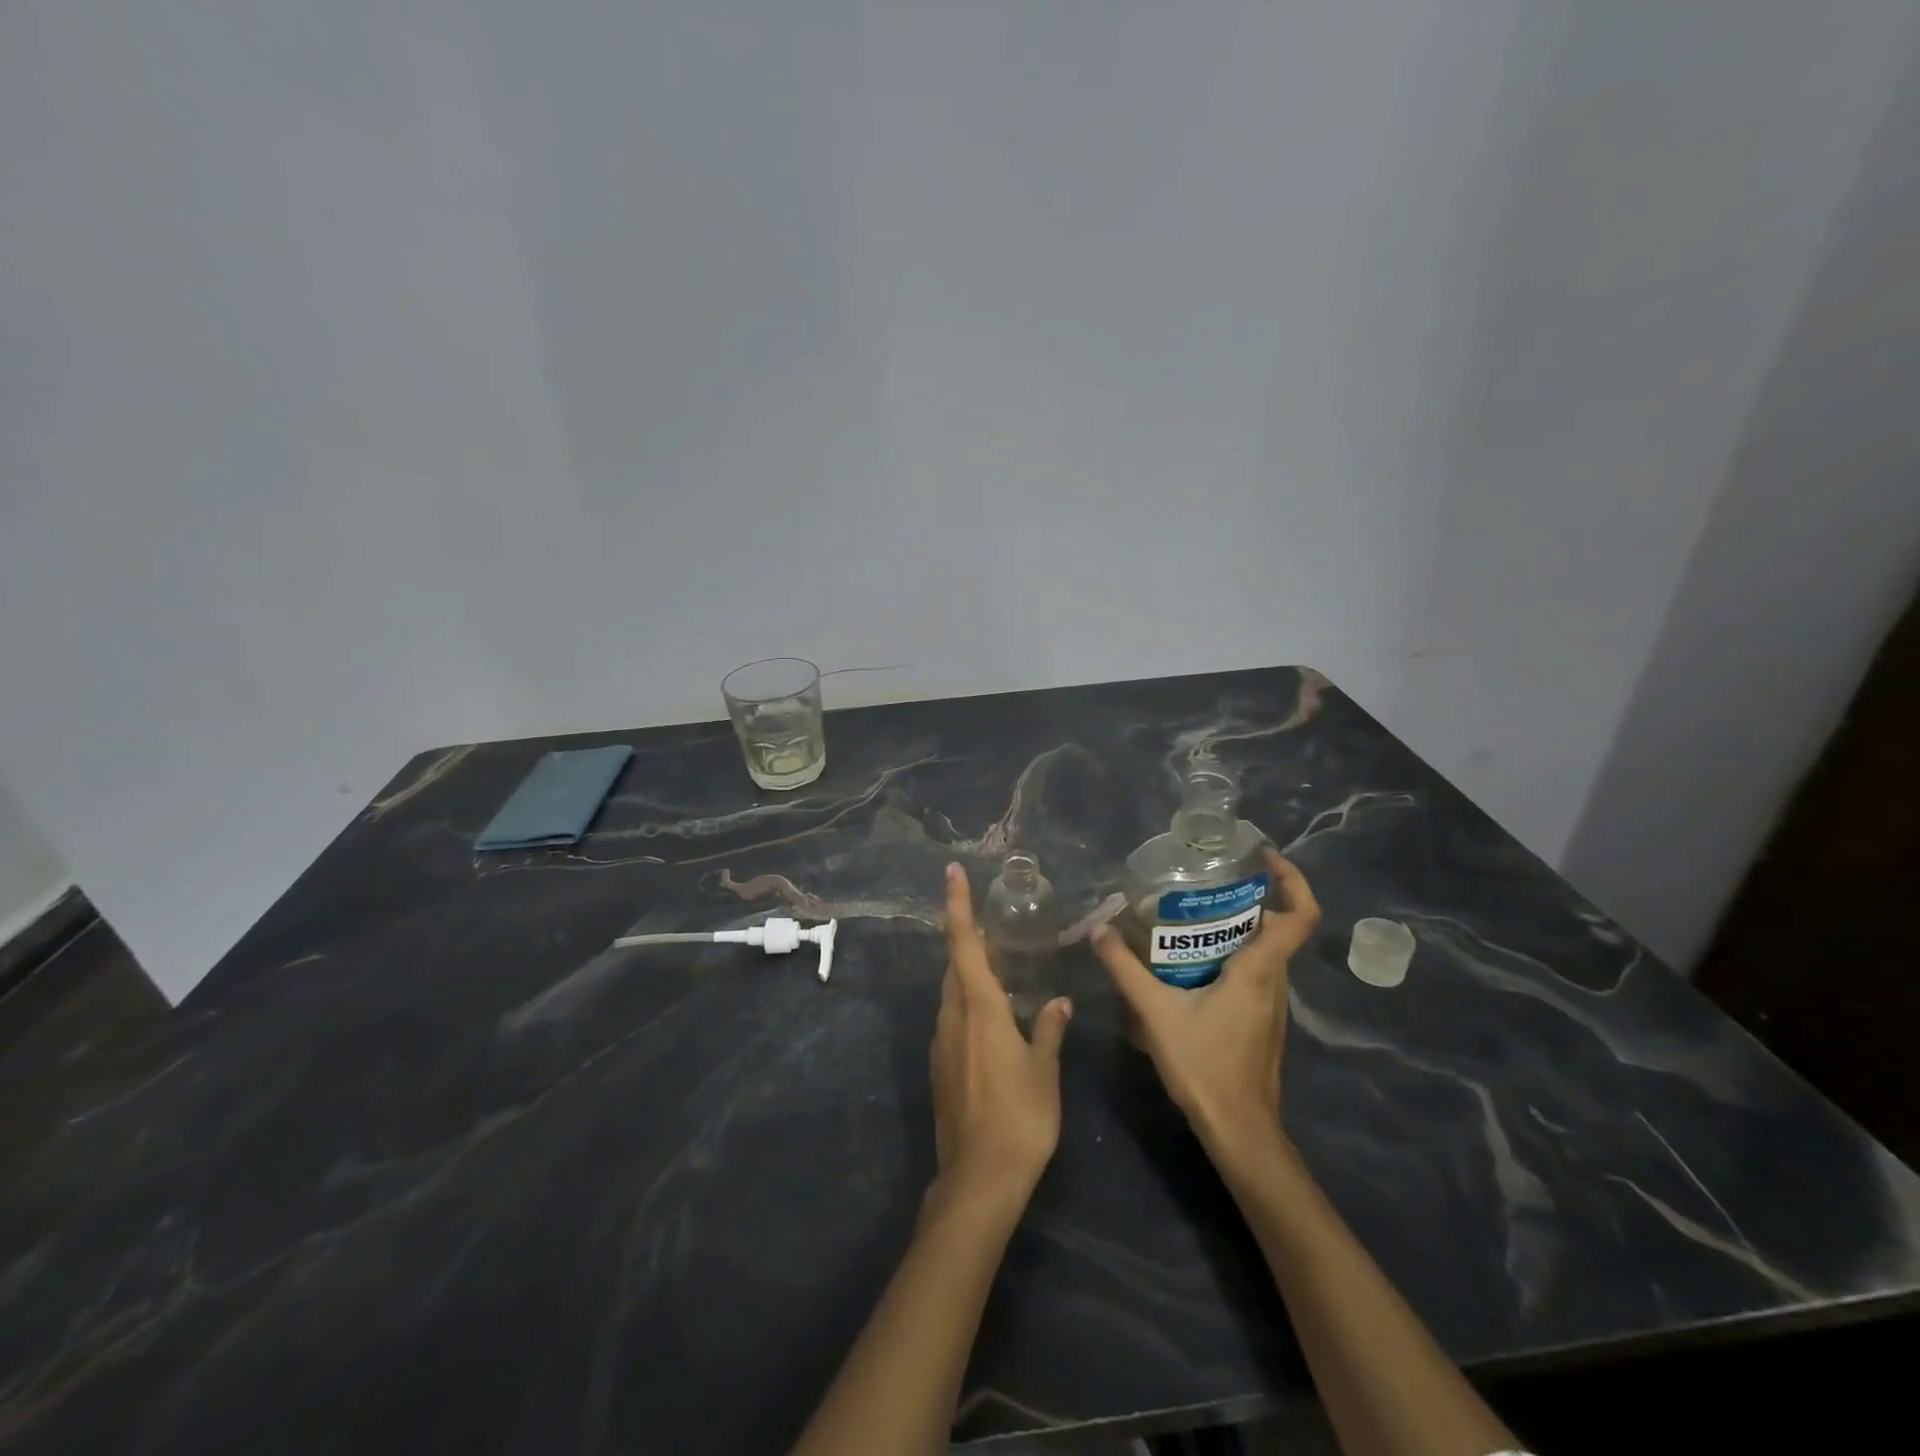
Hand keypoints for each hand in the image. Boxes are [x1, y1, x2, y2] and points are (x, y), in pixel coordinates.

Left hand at [929, 862, 1072, 1212]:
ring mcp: (942, 1043)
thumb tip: (1060, 1003)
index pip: (963, 943)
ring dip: (969, 973)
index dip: (958, 905)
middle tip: (995, 928)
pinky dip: (968, 1004)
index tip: (952, 872)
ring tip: (998, 967)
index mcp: (978, 1008)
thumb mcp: (1044, 1070)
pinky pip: (952, 1019)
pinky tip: (991, 1019)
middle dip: (969, 940)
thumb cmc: (1019, 1117)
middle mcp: (953, 1017)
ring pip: (952, 993)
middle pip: (954, 965)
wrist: (978, 1179)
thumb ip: (1049, 1030)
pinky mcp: (940, 1067)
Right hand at [1091, 848, 1319, 1157]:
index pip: (1301, 916)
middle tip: (1204, 884)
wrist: (1238, 1130)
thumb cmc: (1205, 1066)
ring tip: (1189, 918)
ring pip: (1264, 952)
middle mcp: (1275, 982)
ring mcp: (1272, 1004)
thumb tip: (1098, 930)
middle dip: (1247, 899)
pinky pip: (1253, 974)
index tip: (1264, 858)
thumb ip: (1125, 969)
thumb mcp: (1156, 1012)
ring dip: (1236, 929)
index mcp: (1260, 970)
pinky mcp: (1261, 1021)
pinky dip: (1230, 957)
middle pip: (1276, 927)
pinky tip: (1190, 966)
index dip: (1293, 879)